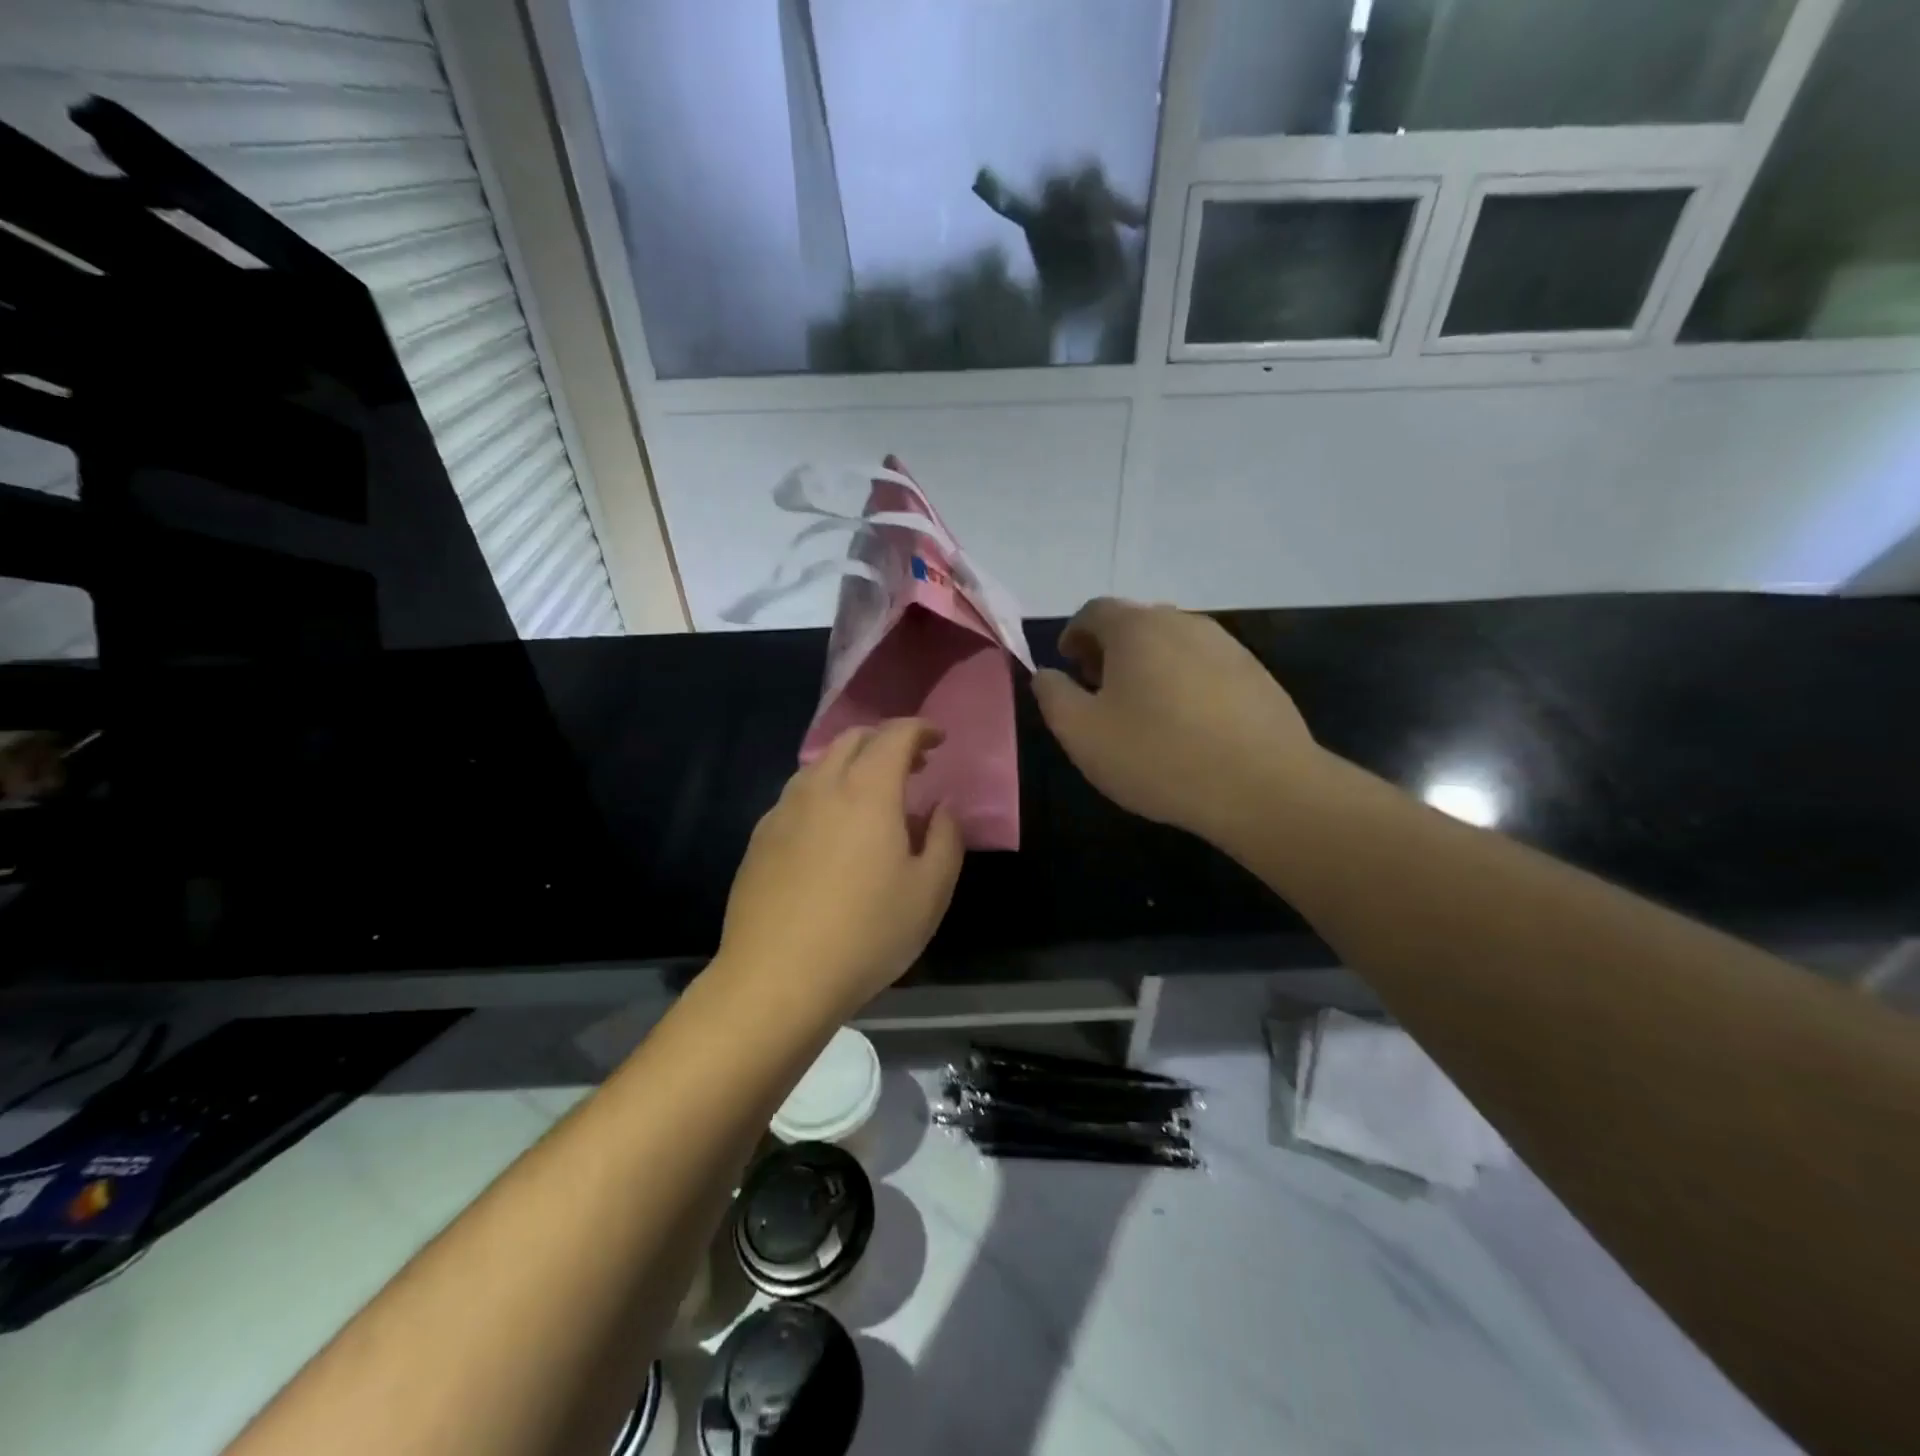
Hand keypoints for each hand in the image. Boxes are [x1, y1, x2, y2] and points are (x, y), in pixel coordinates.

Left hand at [718, 720, 963, 1017]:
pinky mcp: (760, 838)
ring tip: (872, 796)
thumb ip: (946, 837)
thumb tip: (942, 806)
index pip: (894, 735)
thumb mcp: (930, 891)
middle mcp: (820, 787)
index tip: (938, 740)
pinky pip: (798, 796)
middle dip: (885, 741)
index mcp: (867, 790)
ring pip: (820, 765)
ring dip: (851, 765)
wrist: (776, 978)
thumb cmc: (866, 934)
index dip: (920, 729)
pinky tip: (831, 830)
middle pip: (852, 739)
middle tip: (912, 766)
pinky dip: (824, 792)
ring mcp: (783, 811)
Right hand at [1031, 599, 1324, 844]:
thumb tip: (1047, 674)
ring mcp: (1226, 645)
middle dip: (1109, 650)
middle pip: (1135, 623)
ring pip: (1172, 644)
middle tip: (1099, 690)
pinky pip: (1204, 666)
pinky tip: (1187, 725)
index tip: (1068, 666)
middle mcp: (1183, 622)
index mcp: (1137, 628)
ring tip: (1143, 711)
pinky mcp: (1255, 673)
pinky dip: (1183, 682)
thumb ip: (1053, 696)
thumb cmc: (1158, 756)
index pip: (1093, 611)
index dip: (1073, 635)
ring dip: (1148, 666)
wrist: (1263, 786)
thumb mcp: (1082, 734)